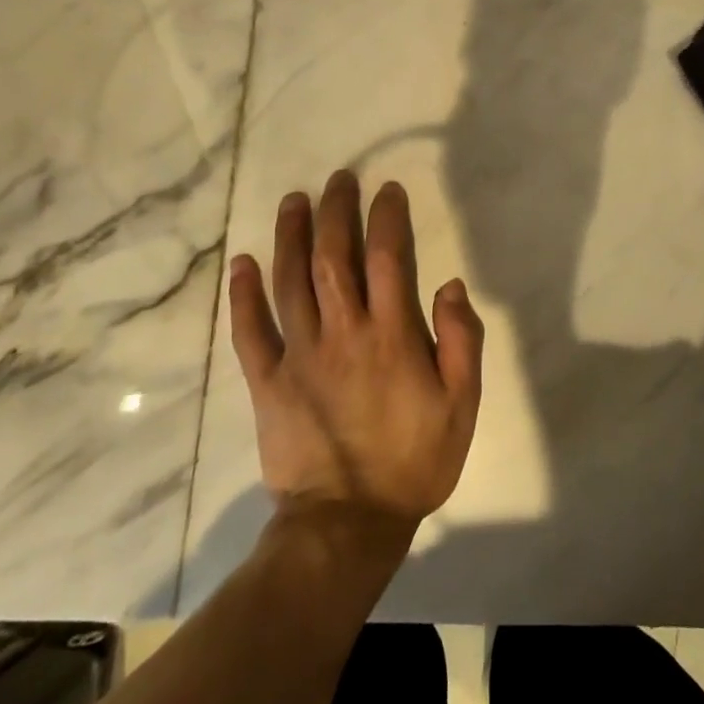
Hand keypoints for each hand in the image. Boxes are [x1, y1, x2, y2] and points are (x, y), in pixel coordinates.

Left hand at [228, 171, 483, 535]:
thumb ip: (462, 341)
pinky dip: (243, 296)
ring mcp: (298, 355)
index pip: (387, 258)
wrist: (348, 524)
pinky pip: (250, 332)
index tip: (387, 189)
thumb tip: (450, 284)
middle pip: (333, 257)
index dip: (386, 217)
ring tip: (294, 200)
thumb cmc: (413, 461)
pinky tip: (241, 263)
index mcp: (390, 336)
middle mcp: (341, 333)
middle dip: (337, 211)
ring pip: (290, 282)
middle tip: (339, 179)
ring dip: (291, 236)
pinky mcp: (268, 382)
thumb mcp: (462, 405)